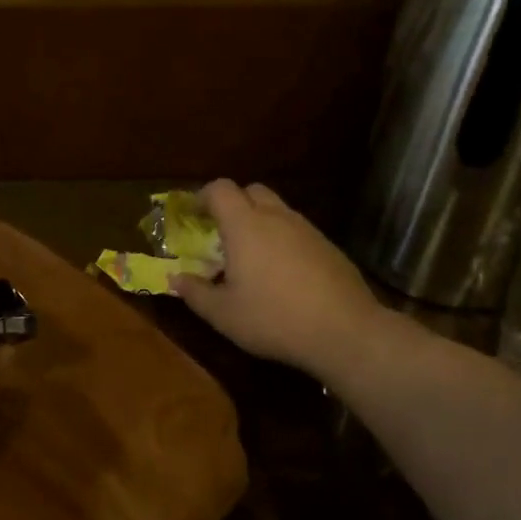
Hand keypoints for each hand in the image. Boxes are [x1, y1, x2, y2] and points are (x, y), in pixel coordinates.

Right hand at [171, 180, 418, 383]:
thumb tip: (175, 279)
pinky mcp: (328, 246)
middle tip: (222, 232)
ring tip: (251, 254)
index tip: (194, 214)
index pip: (220, 189)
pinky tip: (283, 272)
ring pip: (277, 209)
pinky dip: (283, 239)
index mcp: (245, 225)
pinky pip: (297, 230)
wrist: (345, 331)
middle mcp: (276, 217)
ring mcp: (307, 229)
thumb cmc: (274, 318)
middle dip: (233, 203)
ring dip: (259, 221)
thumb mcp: (224, 314)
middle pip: (251, 190)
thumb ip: (195, 293)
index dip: (203, 196)